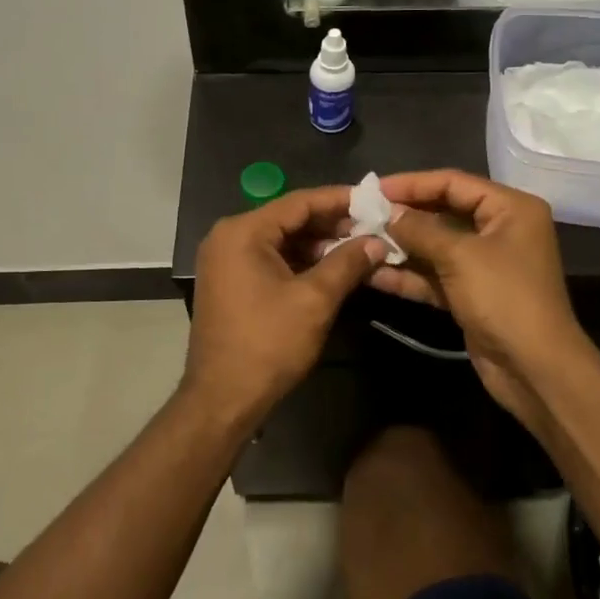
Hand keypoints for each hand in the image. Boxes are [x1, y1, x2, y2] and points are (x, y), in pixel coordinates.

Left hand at [187, 185, 385, 427]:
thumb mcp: (314, 300)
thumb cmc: (268, 344)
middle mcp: (229, 236)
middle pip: (289, 218)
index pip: (299, 202)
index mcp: (243, 231)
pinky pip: (271, 258)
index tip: (373, 199)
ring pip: (282, 240)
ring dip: (319, 244)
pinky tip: (332, 267)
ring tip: (360, 246)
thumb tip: (377, 241)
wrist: (223, 399)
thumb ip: (347, 263)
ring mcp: (226, 259)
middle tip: (373, 226)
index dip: (339, 200)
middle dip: (332, 224)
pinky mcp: (230, 281)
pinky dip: (301, 261)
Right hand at [366, 171, 592, 430]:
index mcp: (510, 208)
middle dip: (402, 217)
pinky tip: (373, 274)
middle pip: (443, 212)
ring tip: (359, 242)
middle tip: (362, 215)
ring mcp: (485, 264)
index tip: (373, 189)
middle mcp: (500, 230)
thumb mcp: (460, 256)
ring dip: (400, 247)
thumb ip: (420, 229)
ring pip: (435, 247)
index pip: (454, 182)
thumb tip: (387, 212)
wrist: (535, 369)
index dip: (412, 184)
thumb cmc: (504, 298)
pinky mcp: (471, 294)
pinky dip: (408, 275)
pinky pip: (435, 276)